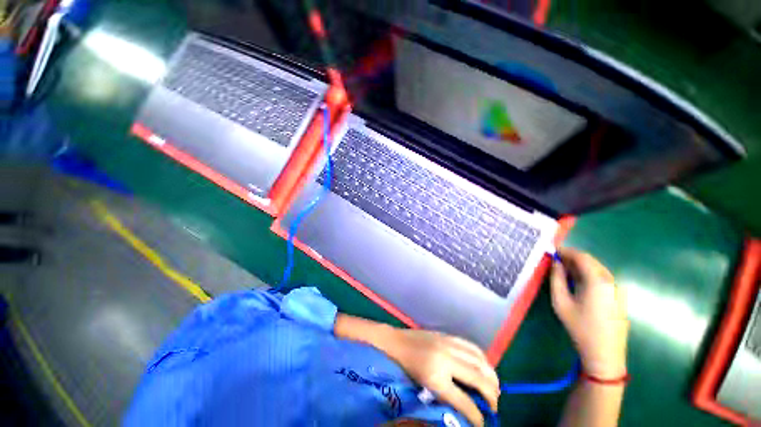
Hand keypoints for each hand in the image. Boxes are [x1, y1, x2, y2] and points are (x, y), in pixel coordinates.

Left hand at [381, 329, 499, 426]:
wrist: (397, 342)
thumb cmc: (407, 368)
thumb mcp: (424, 387)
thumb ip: (446, 397)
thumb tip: (467, 406)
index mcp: (435, 377)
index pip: (464, 401)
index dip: (477, 416)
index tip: (483, 423)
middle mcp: (445, 359)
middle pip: (478, 377)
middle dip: (491, 394)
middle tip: (494, 405)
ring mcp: (448, 344)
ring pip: (479, 360)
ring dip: (491, 375)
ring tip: (494, 387)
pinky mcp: (448, 335)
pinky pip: (471, 346)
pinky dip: (482, 358)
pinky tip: (485, 366)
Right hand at [550, 248, 628, 378]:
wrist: (604, 353)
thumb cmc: (580, 327)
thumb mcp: (561, 302)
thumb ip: (556, 278)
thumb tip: (555, 263)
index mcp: (598, 280)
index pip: (582, 257)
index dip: (566, 251)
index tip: (552, 251)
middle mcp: (611, 280)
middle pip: (591, 261)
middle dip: (572, 258)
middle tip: (556, 260)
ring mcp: (618, 289)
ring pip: (597, 269)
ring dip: (580, 266)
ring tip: (564, 270)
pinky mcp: (619, 296)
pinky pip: (602, 278)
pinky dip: (588, 274)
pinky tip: (578, 282)